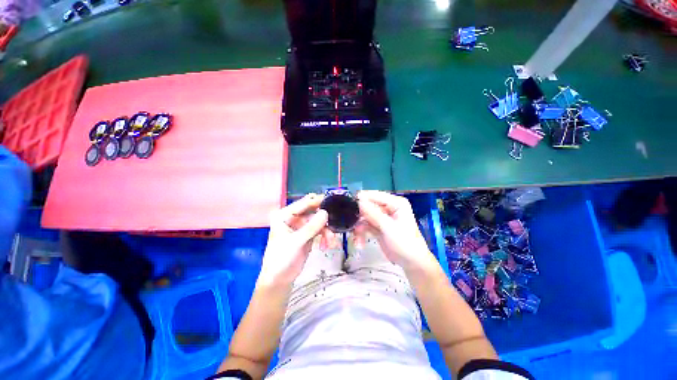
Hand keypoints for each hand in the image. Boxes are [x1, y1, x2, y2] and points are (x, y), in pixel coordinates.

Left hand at [258, 194, 328, 286]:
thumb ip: (311, 227)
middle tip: (335, 221)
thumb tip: (325, 212)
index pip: (303, 203)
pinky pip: (321, 231)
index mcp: (285, 215)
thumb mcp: (296, 242)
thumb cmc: (281, 259)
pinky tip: (326, 246)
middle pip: (313, 211)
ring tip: (330, 242)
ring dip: (326, 231)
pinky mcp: (308, 235)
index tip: (331, 201)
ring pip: (319, 222)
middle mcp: (294, 218)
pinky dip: (325, 237)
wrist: (280, 279)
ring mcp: (302, 226)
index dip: (317, 201)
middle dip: (324, 218)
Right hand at [356, 190, 440, 273]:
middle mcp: (388, 207)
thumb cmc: (405, 243)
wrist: (411, 263)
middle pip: (367, 206)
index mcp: (395, 203)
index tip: (348, 206)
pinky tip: (359, 243)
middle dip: (359, 216)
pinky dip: (361, 233)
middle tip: (351, 224)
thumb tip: (358, 201)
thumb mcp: (389, 228)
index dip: (361, 199)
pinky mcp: (378, 226)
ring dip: (359, 227)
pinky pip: (365, 226)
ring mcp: (382, 217)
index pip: (374, 195)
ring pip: (364, 217)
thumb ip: (373, 214)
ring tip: (356, 238)